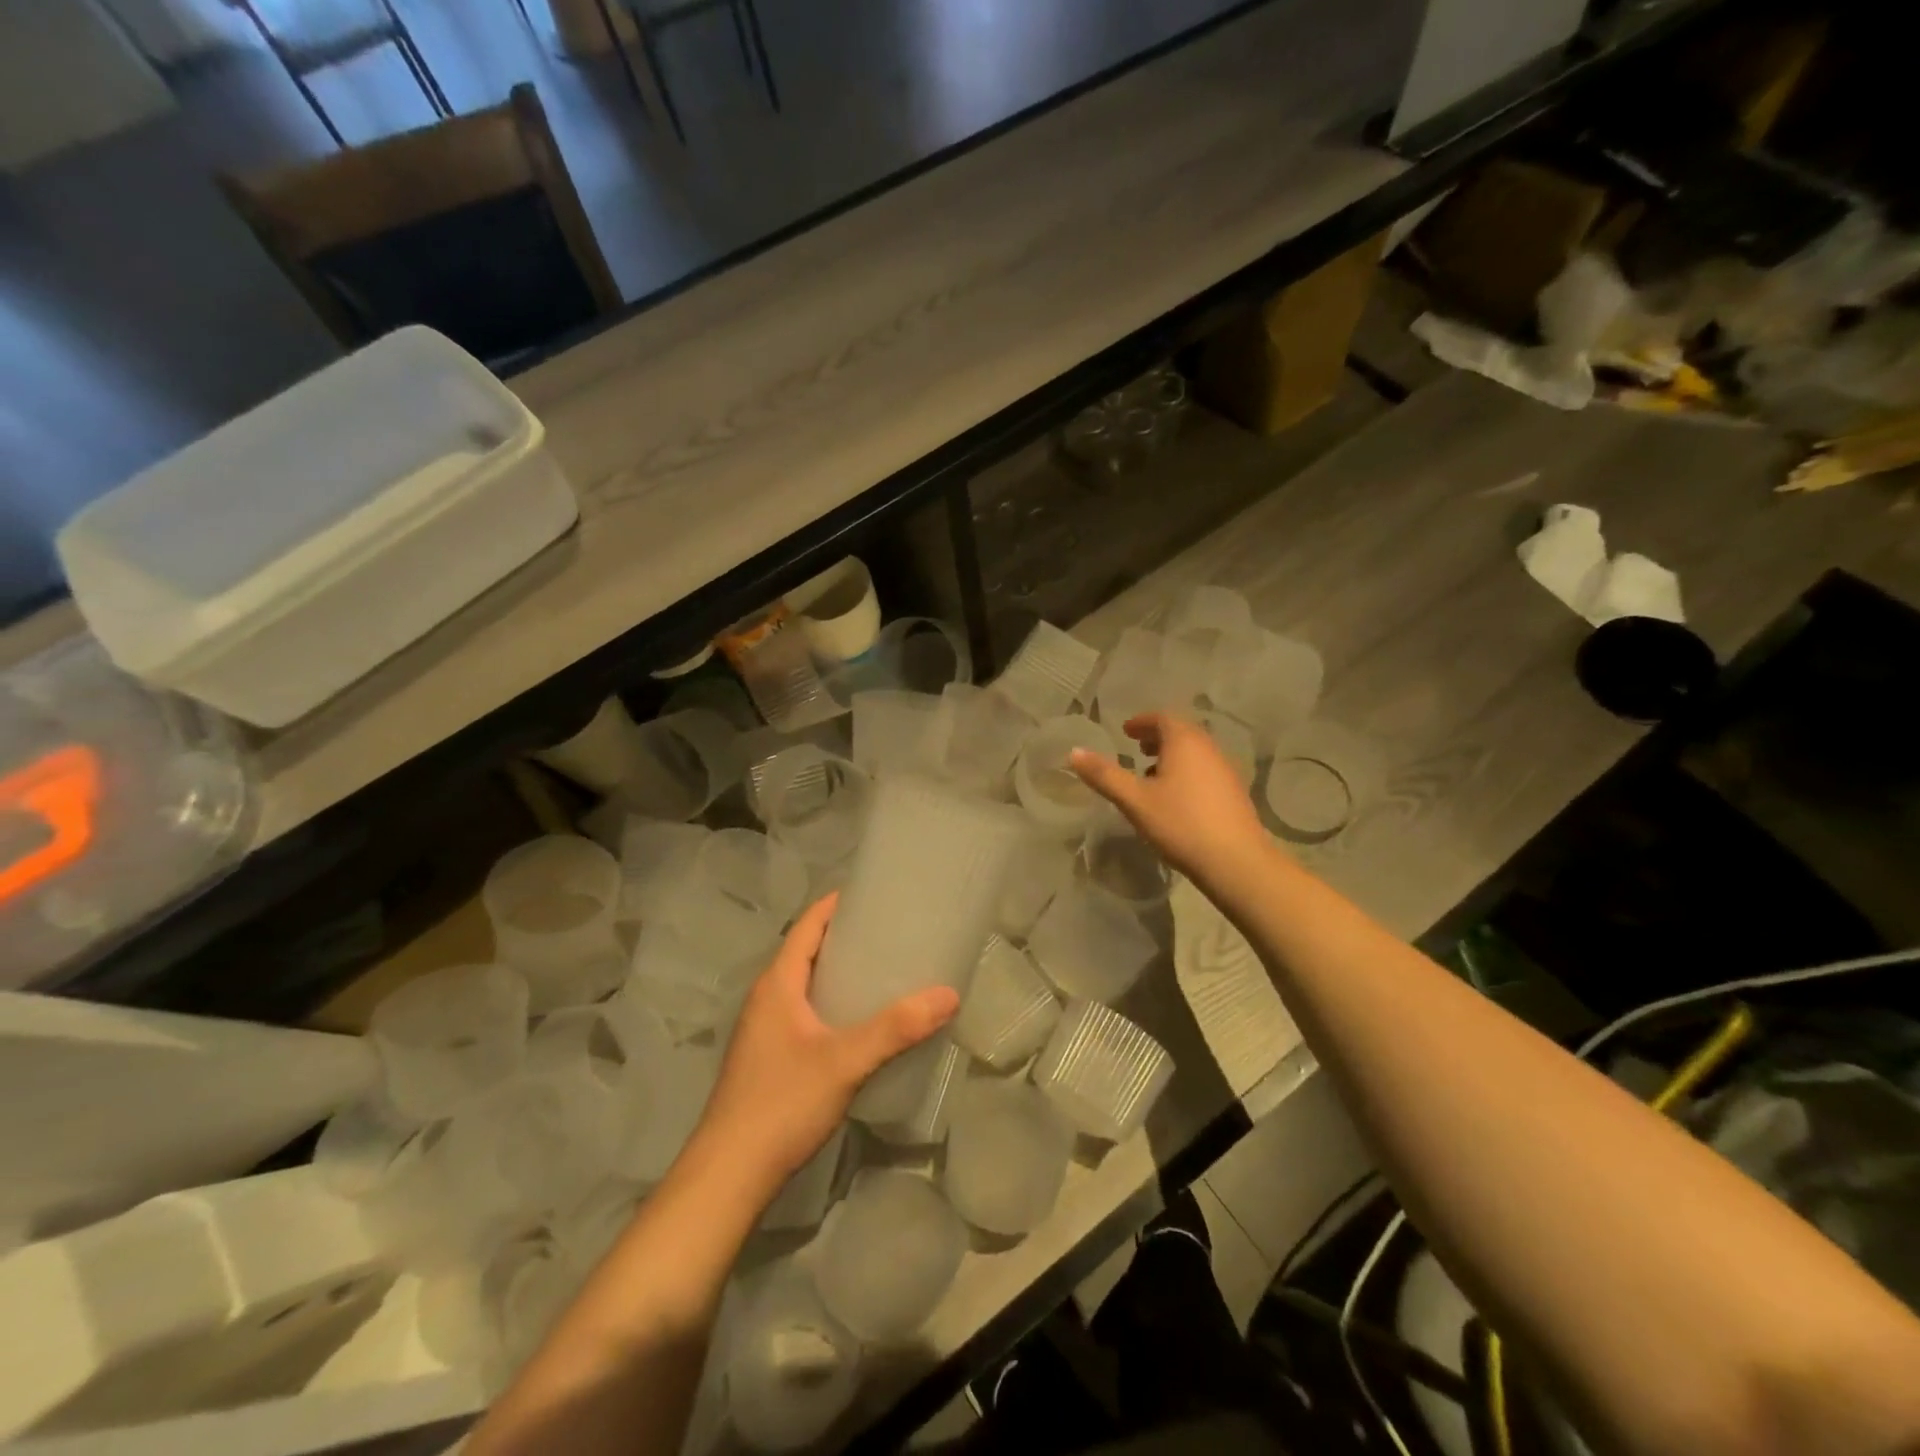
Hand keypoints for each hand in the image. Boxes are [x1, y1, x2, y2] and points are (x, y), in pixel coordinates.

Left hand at [692, 894, 958, 1198]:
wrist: (728, 1175)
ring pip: (805, 986)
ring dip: (838, 973)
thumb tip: (949, 994)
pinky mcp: (768, 1059)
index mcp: (777, 984)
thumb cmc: (782, 1103)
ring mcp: (763, 1030)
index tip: (874, 894)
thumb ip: (896, 1028)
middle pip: (807, 952)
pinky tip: (859, 1024)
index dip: (836, 905)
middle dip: (845, 938)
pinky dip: (832, 1004)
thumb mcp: (845, 1061)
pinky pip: (803, 1013)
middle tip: (891, 934)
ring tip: (883, 973)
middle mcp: (766, 998)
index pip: (807, 926)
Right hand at [1071, 712, 1268, 885]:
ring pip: (1195, 752)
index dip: (1142, 722)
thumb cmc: (1181, 824)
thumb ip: (1104, 775)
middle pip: (1181, 732)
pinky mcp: (1234, 793)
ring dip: (1172, 755)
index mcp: (1185, 742)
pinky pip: (1205, 770)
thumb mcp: (1134, 800)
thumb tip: (1074, 752)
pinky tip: (1175, 798)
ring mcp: (1225, 770)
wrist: (1236, 862)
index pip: (1162, 718)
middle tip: (1136, 748)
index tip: (1125, 732)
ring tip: (1151, 774)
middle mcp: (1208, 748)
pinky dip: (1186, 772)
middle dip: (1157, 737)